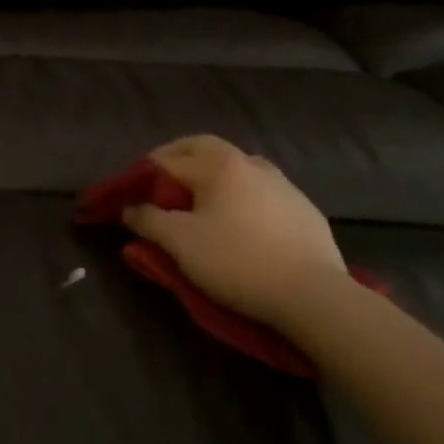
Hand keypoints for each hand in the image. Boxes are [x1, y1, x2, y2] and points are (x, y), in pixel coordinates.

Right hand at [122, 136, 344, 328]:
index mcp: (218, 165)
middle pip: (203, 147)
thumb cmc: (238, 262)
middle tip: (159, 179)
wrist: (314, 296)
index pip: (167, 160)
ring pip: (236, 164)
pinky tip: (241, 217)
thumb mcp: (181, 244)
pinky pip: (261, 187)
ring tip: (200, 196)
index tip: (129, 193)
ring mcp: (281, 182)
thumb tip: (129, 207)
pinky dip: (240, 192)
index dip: (142, 175)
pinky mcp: (303, 207)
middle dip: (176, 157)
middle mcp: (249, 162)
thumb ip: (149, 220)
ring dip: (212, 171)